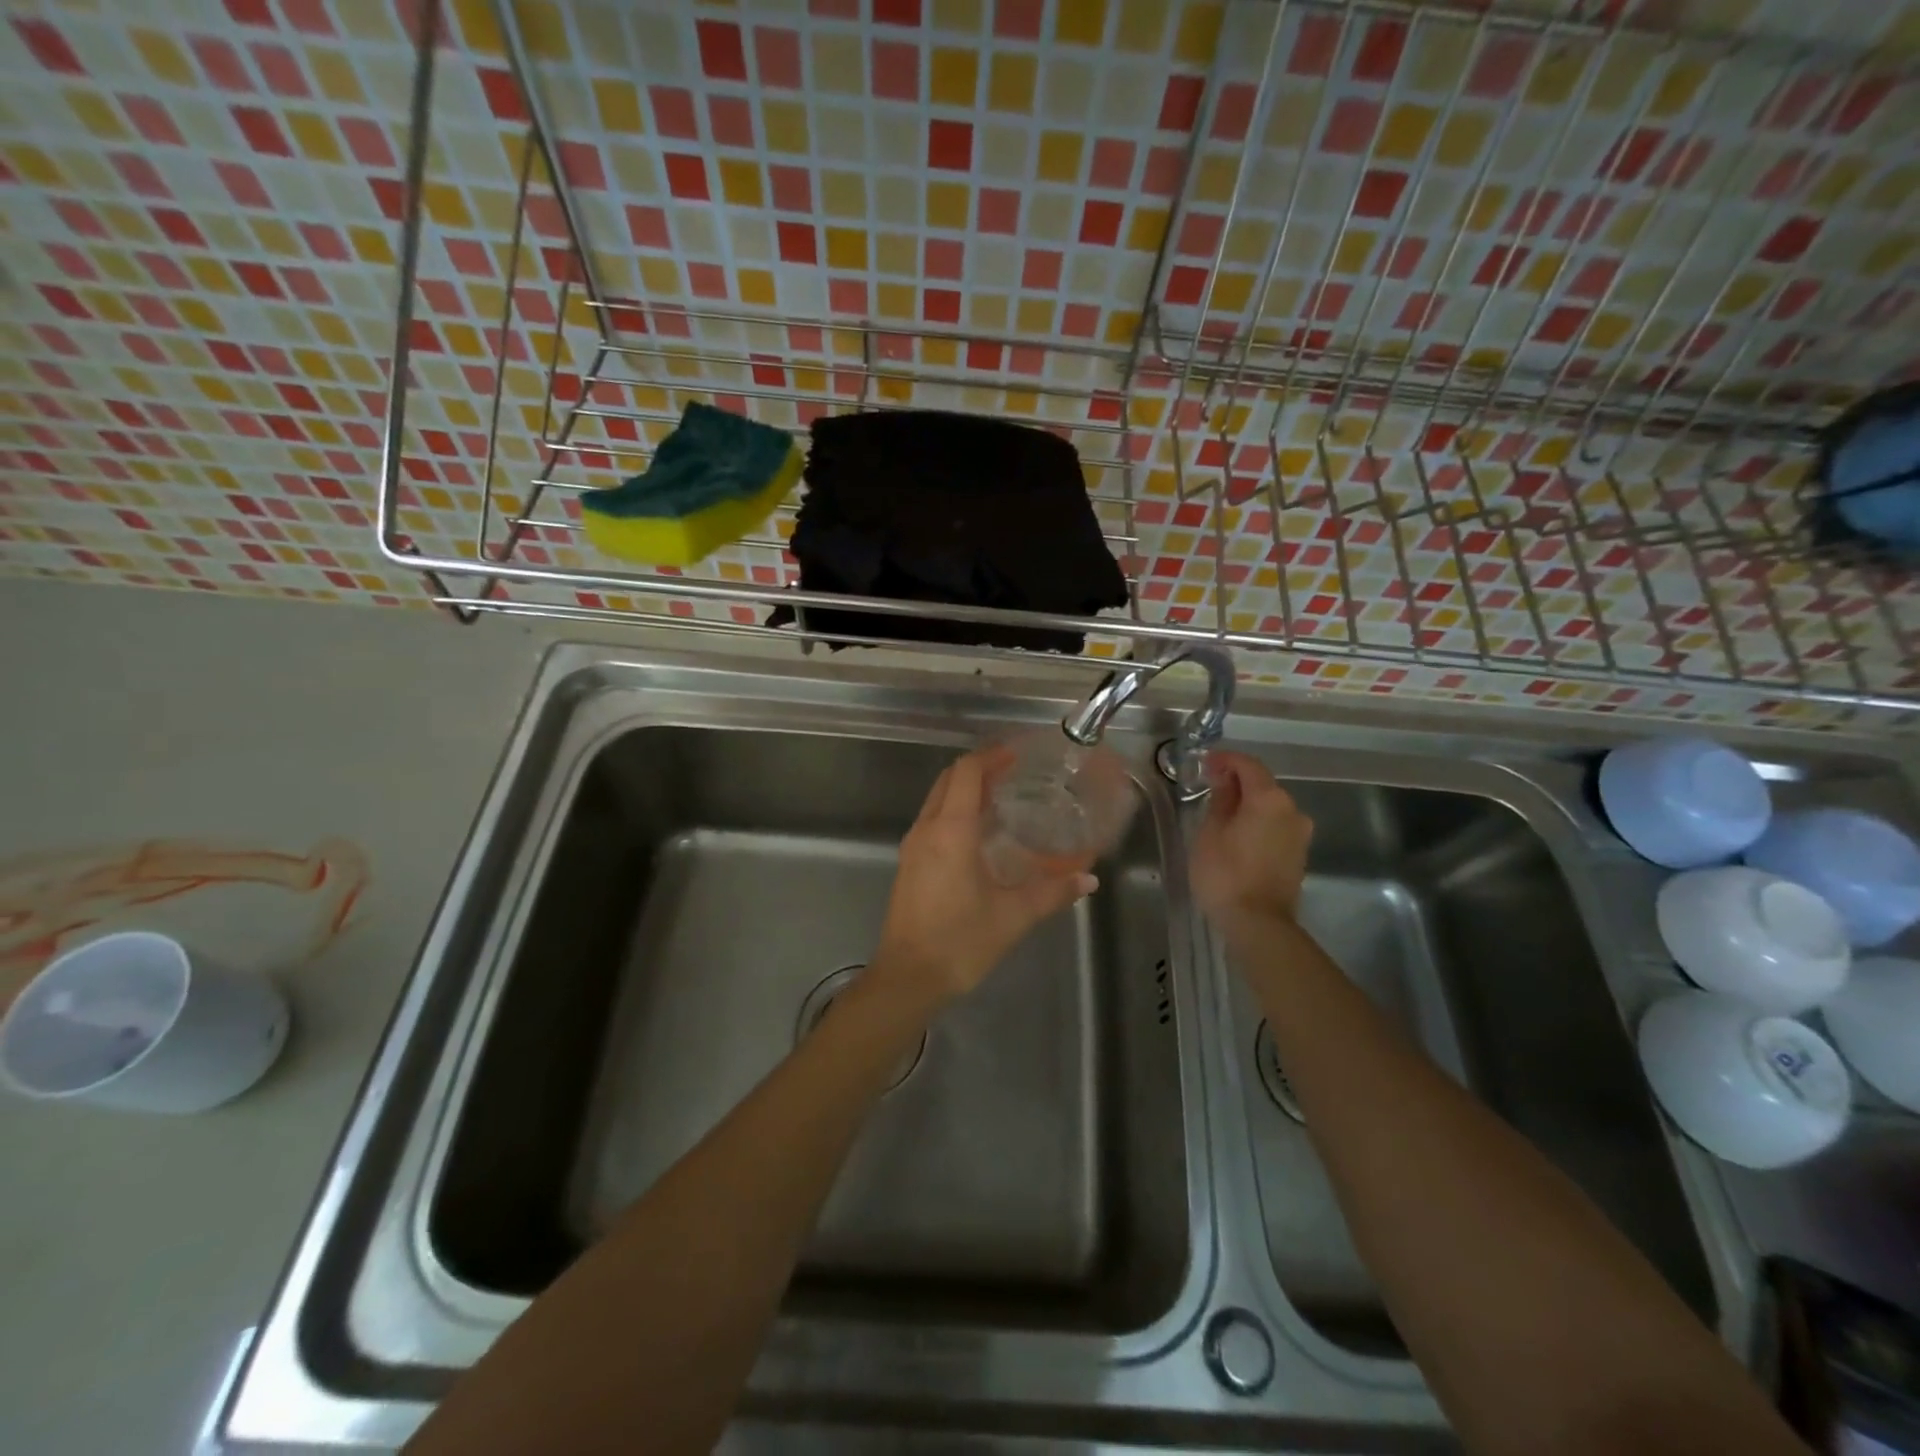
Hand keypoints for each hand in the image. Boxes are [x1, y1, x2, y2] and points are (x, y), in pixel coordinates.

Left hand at [869, 748, 1098, 1008]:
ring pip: (937, 800)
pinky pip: (932, 822)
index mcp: (950, 831)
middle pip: (948, 780)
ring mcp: (913, 847)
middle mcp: (927, 830)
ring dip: (965, 790)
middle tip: (1014, 772)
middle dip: (979, 769)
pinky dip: (955, 812)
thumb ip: (1052, 892)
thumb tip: (1088, 879)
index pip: (966, 772)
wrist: (906, 978)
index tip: (1017, 755)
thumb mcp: (1012, 916)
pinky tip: (980, 834)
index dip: (991, 757)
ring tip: (1002, 798)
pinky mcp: (909, 865)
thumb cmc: (959, 942)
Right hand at [1191, 750, 1312, 931]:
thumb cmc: (1225, 873)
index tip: (1205, 763)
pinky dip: (1257, 823)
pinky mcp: (1299, 855)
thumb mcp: (1210, 832)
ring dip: (1248, 805)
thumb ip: (1220, 800)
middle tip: (1209, 788)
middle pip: (1263, 785)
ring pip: (1270, 808)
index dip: (1225, 759)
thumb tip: (1224, 781)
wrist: (1258, 923)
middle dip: (1237, 782)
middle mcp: (1292, 810)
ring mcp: (1300, 834)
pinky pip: (1275, 827)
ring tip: (1220, 814)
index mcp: (1270, 798)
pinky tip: (1237, 835)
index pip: (1248, 765)